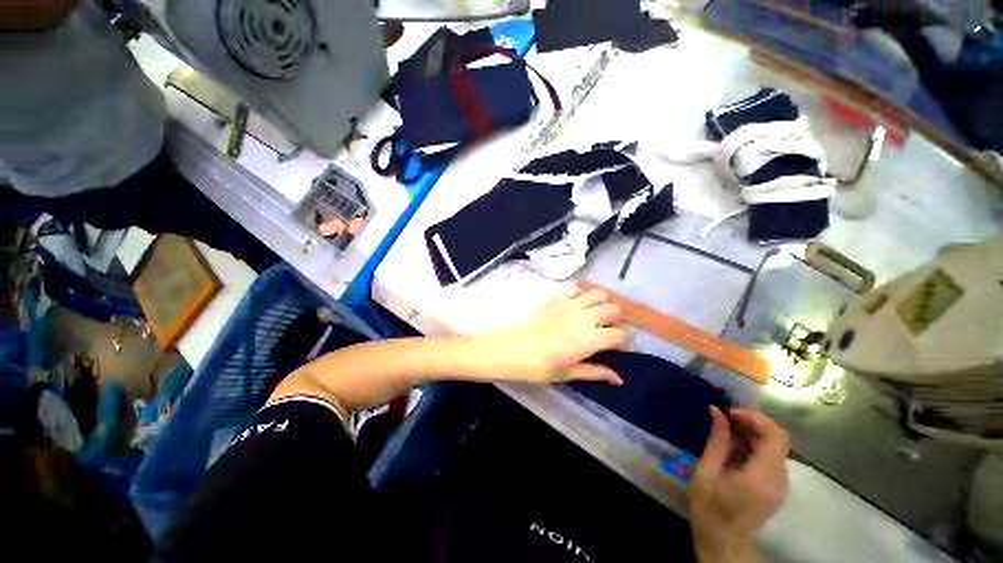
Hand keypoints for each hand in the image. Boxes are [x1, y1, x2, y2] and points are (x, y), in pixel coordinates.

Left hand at [477, 287, 626, 384]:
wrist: (512, 349)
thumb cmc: (540, 367)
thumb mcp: (569, 373)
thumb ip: (596, 372)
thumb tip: (619, 379)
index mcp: (591, 339)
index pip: (619, 334)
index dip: (620, 341)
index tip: (613, 346)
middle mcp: (585, 317)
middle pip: (613, 309)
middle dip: (614, 319)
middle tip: (604, 329)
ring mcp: (570, 304)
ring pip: (598, 293)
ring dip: (601, 302)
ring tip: (593, 313)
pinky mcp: (556, 298)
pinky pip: (575, 288)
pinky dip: (580, 293)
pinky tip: (575, 304)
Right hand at [690, 408, 789, 562]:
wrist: (723, 540)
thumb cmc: (709, 507)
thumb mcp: (706, 471)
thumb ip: (717, 440)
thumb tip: (717, 411)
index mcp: (762, 476)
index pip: (775, 436)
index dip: (755, 418)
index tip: (730, 412)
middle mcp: (779, 479)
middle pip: (778, 439)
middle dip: (752, 423)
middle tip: (725, 418)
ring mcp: (781, 484)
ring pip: (775, 447)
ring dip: (753, 433)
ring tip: (726, 430)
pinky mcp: (776, 487)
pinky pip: (771, 457)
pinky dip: (754, 445)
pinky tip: (734, 447)